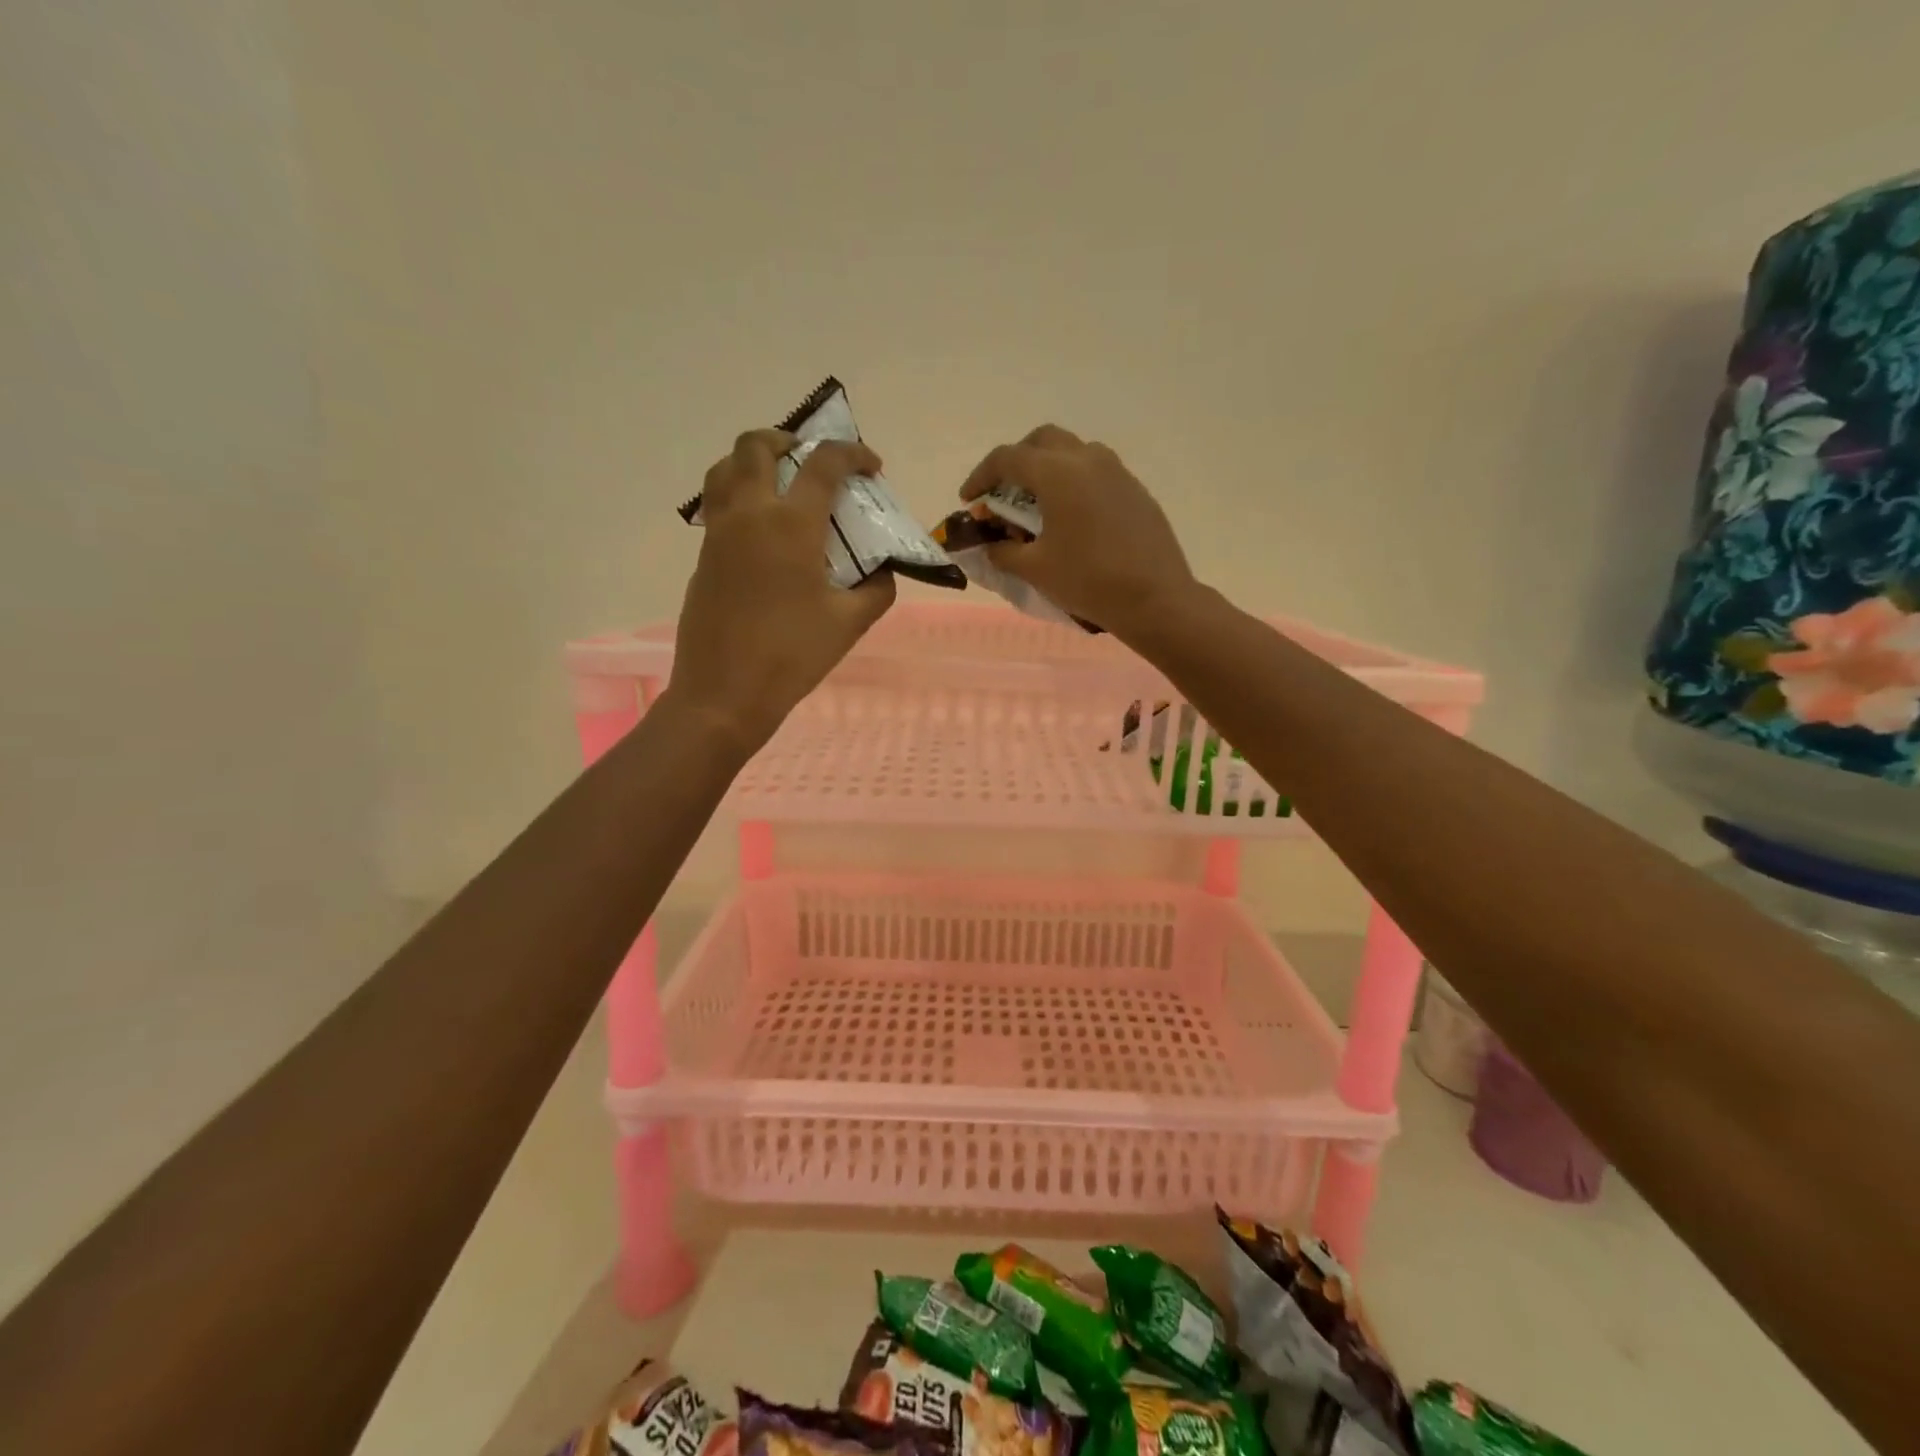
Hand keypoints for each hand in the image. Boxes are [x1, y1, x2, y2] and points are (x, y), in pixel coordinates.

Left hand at [669, 429, 894, 751]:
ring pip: (725, 468)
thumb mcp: (849, 624)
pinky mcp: (703, 556)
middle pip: (756, 445)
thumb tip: (883, 571)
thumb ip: (876, 590)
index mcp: (791, 524)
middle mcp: (750, 514)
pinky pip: (717, 503)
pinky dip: (739, 495)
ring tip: (779, 482)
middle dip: (788, 439)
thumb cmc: (792, 656)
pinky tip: (762, 529)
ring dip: (753, 460)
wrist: (724, 692)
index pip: (823, 463)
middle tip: (810, 460)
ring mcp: (719, 533)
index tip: (871, 466)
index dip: (852, 454)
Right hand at [959, 425, 1199, 638]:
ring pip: (1073, 452)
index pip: (1007, 458)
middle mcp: (1087, 460)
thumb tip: (991, 545)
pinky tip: (1072, 518)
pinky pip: (1096, 473)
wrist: (1155, 598)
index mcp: (1058, 473)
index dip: (981, 476)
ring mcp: (1117, 472)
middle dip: (1016, 461)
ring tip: (1038, 504)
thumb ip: (1004, 551)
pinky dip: (1074, 483)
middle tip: (1003, 492)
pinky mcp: (1135, 490)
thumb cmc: (1088, 580)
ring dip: (1048, 468)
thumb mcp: (1035, 569)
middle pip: (1042, 441)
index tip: (969, 500)